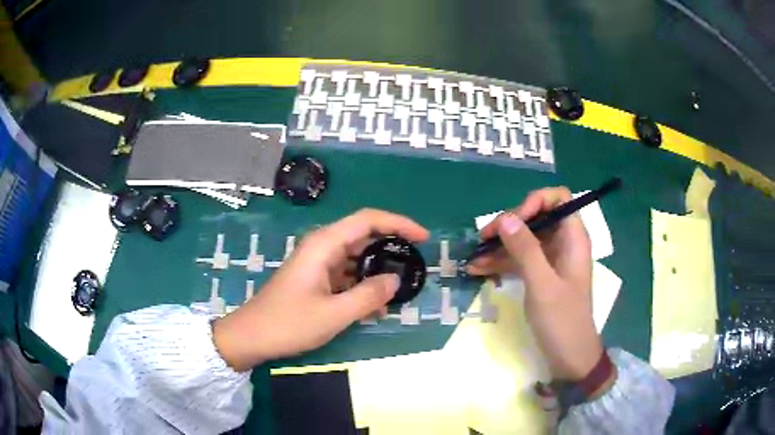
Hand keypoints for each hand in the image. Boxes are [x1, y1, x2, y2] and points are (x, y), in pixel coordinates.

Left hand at [213, 209, 429, 370]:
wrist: (252, 336)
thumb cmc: (289, 323)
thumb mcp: (334, 314)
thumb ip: (368, 296)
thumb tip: (396, 280)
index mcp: (324, 245)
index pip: (368, 220)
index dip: (398, 224)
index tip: (422, 238)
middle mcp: (322, 247)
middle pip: (364, 236)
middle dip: (391, 248)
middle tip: (416, 265)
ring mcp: (318, 264)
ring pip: (356, 258)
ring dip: (378, 272)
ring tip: (400, 290)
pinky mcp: (316, 279)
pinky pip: (347, 275)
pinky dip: (363, 286)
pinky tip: (376, 307)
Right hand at [466, 187, 602, 380]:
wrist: (569, 357)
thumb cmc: (562, 320)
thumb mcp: (543, 284)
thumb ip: (526, 249)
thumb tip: (505, 218)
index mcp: (573, 238)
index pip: (558, 199)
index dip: (535, 202)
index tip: (512, 221)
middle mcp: (563, 243)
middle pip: (536, 217)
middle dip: (509, 225)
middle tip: (484, 240)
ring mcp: (550, 260)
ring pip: (523, 240)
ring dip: (499, 246)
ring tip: (473, 257)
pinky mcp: (540, 276)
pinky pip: (519, 260)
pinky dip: (501, 263)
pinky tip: (478, 270)